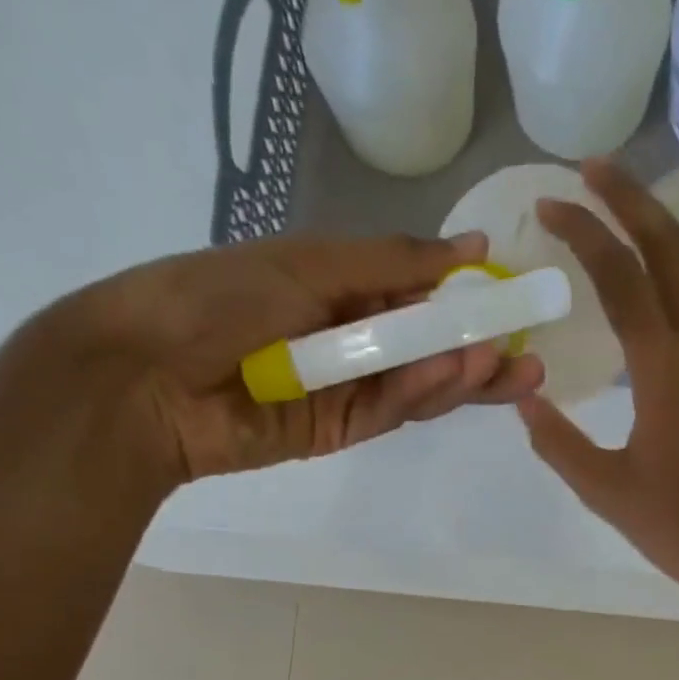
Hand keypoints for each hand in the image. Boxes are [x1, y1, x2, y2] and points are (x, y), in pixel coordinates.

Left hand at [14, 231, 542, 487]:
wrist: (147, 376)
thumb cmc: (217, 298)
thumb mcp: (309, 264)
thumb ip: (391, 263)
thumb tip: (469, 247)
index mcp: (339, 288)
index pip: (418, 296)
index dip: (465, 300)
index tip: (511, 298)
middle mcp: (349, 341)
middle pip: (428, 350)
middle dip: (478, 355)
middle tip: (531, 357)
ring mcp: (346, 390)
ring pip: (416, 386)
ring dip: (460, 376)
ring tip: (505, 365)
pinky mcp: (339, 433)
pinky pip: (389, 410)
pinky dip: (421, 392)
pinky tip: (455, 373)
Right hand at [515, 161, 678, 644]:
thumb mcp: (608, 492)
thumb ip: (558, 442)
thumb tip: (523, 397)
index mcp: (668, 372)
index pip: (624, 279)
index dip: (586, 234)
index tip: (550, 204)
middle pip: (674, 249)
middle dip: (633, 199)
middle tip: (591, 169)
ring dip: (658, 232)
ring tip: (617, 210)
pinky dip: (673, 275)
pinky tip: (649, 284)